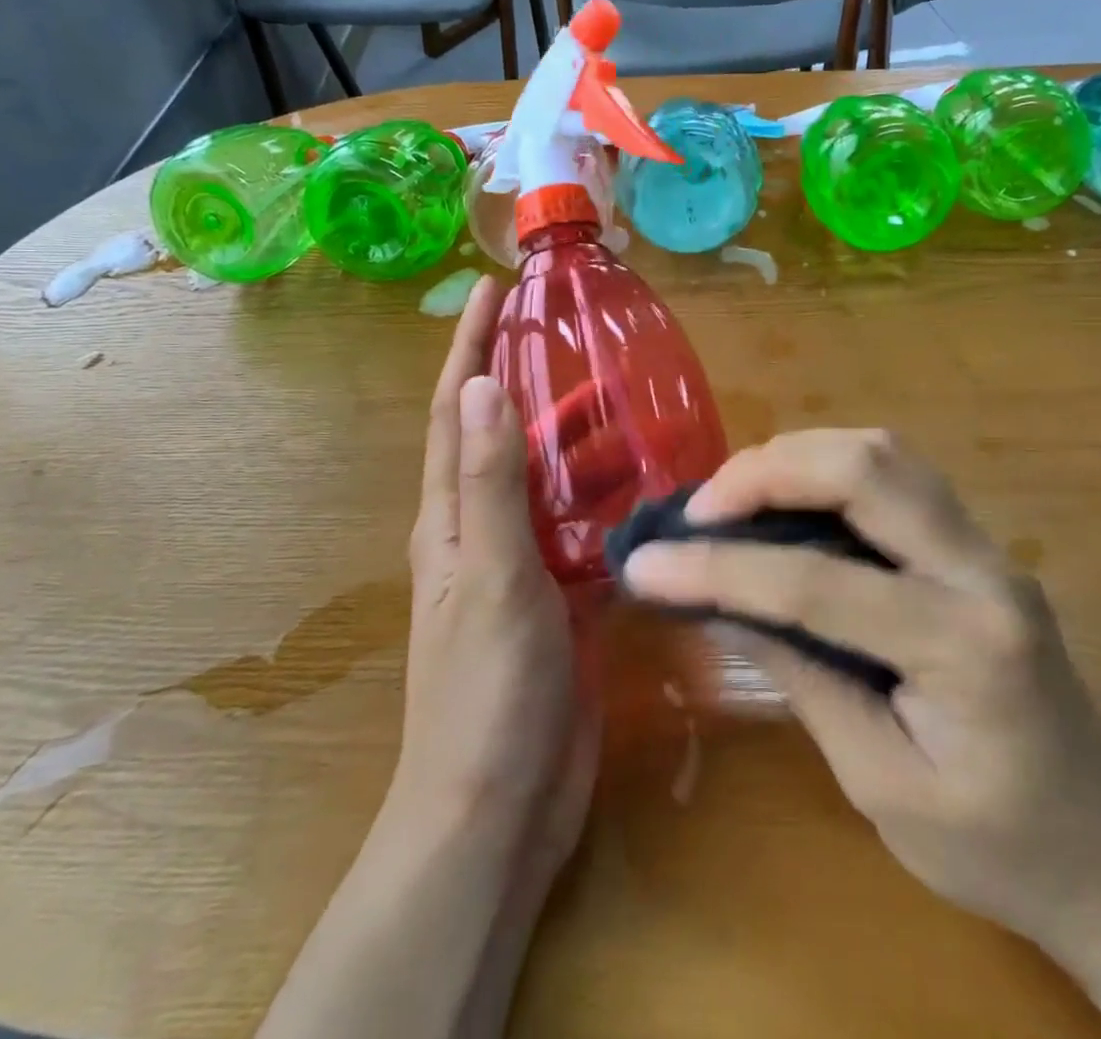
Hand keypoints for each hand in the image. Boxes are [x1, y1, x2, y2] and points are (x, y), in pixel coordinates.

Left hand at [390, 274, 598, 879]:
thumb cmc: (485, 691)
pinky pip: (584, 529)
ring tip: (627, 397)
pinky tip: (648, 482)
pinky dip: (608, 498)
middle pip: (505, 437)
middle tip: (578, 337)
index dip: (468, 348)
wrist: (498, 808)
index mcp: (452, 517)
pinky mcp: (562, 598)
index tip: (491, 292)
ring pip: (551, 481)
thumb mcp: (491, 575)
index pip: (453, 411)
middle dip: (529, 381)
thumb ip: (490, 483)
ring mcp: (524, 565)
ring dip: (579, 439)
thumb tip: (477, 387)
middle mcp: (483, 530)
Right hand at [619, 429, 1100, 960]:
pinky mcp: (976, 545)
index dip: (719, 568)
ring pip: (883, 452)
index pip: (816, 583)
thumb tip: (719, 601)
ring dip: (797, 456)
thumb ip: (801, 676)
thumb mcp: (879, 783)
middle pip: (866, 468)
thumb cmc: (997, 848)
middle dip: (765, 472)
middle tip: (699, 508)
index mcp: (964, 646)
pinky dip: (827, 467)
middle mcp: (983, 571)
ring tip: (733, 496)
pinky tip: (788, 497)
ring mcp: (986, 548)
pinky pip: (895, 473)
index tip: (644, 563)